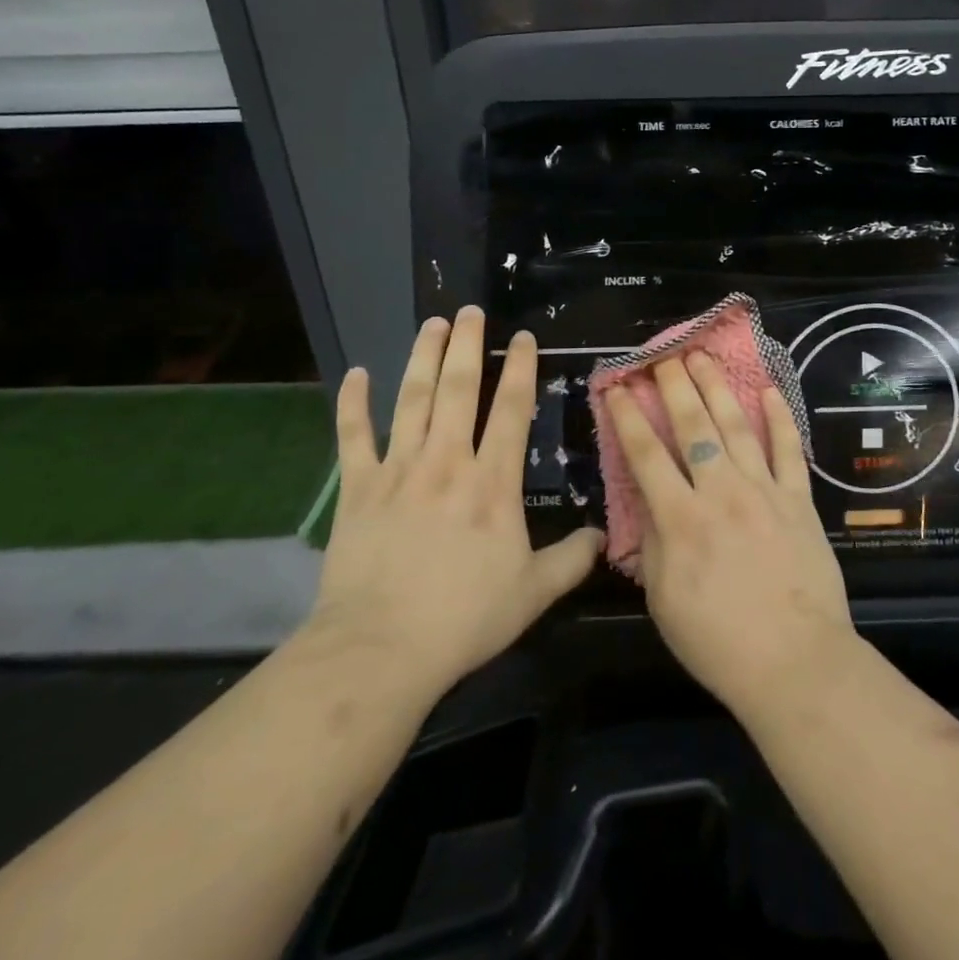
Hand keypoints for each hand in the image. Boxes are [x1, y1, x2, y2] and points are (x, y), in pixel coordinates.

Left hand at [302, 306, 601, 697]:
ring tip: (432, 323)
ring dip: (422, 357)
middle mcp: (447, 461)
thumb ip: (571, 560)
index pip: (512, 409)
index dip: (521, 368)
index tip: (523, 337)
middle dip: (467, 345)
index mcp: (493, 481)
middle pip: (459, 389)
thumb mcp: (533, 593)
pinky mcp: (358, 488)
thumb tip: (604, 537)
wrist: (381, 648)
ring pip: (412, 399)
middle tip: (470, 311)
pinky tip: (356, 373)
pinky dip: (353, 403)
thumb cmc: (464, 618)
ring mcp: (399, 470)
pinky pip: (353, 436)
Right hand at [603, 354, 857, 717]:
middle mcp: (720, 492)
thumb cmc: (718, 642)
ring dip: (718, 387)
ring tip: (704, 356)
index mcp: (680, 519)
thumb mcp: (663, 600)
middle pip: (693, 426)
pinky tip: (768, 390)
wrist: (795, 662)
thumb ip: (653, 544)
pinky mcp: (799, 499)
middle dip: (674, 385)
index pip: (646, 455)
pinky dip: (780, 417)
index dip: (628, 416)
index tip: (617, 387)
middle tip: (663, 355)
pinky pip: (788, 450)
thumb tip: (647, 503)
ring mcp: (764, 491)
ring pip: (737, 426)